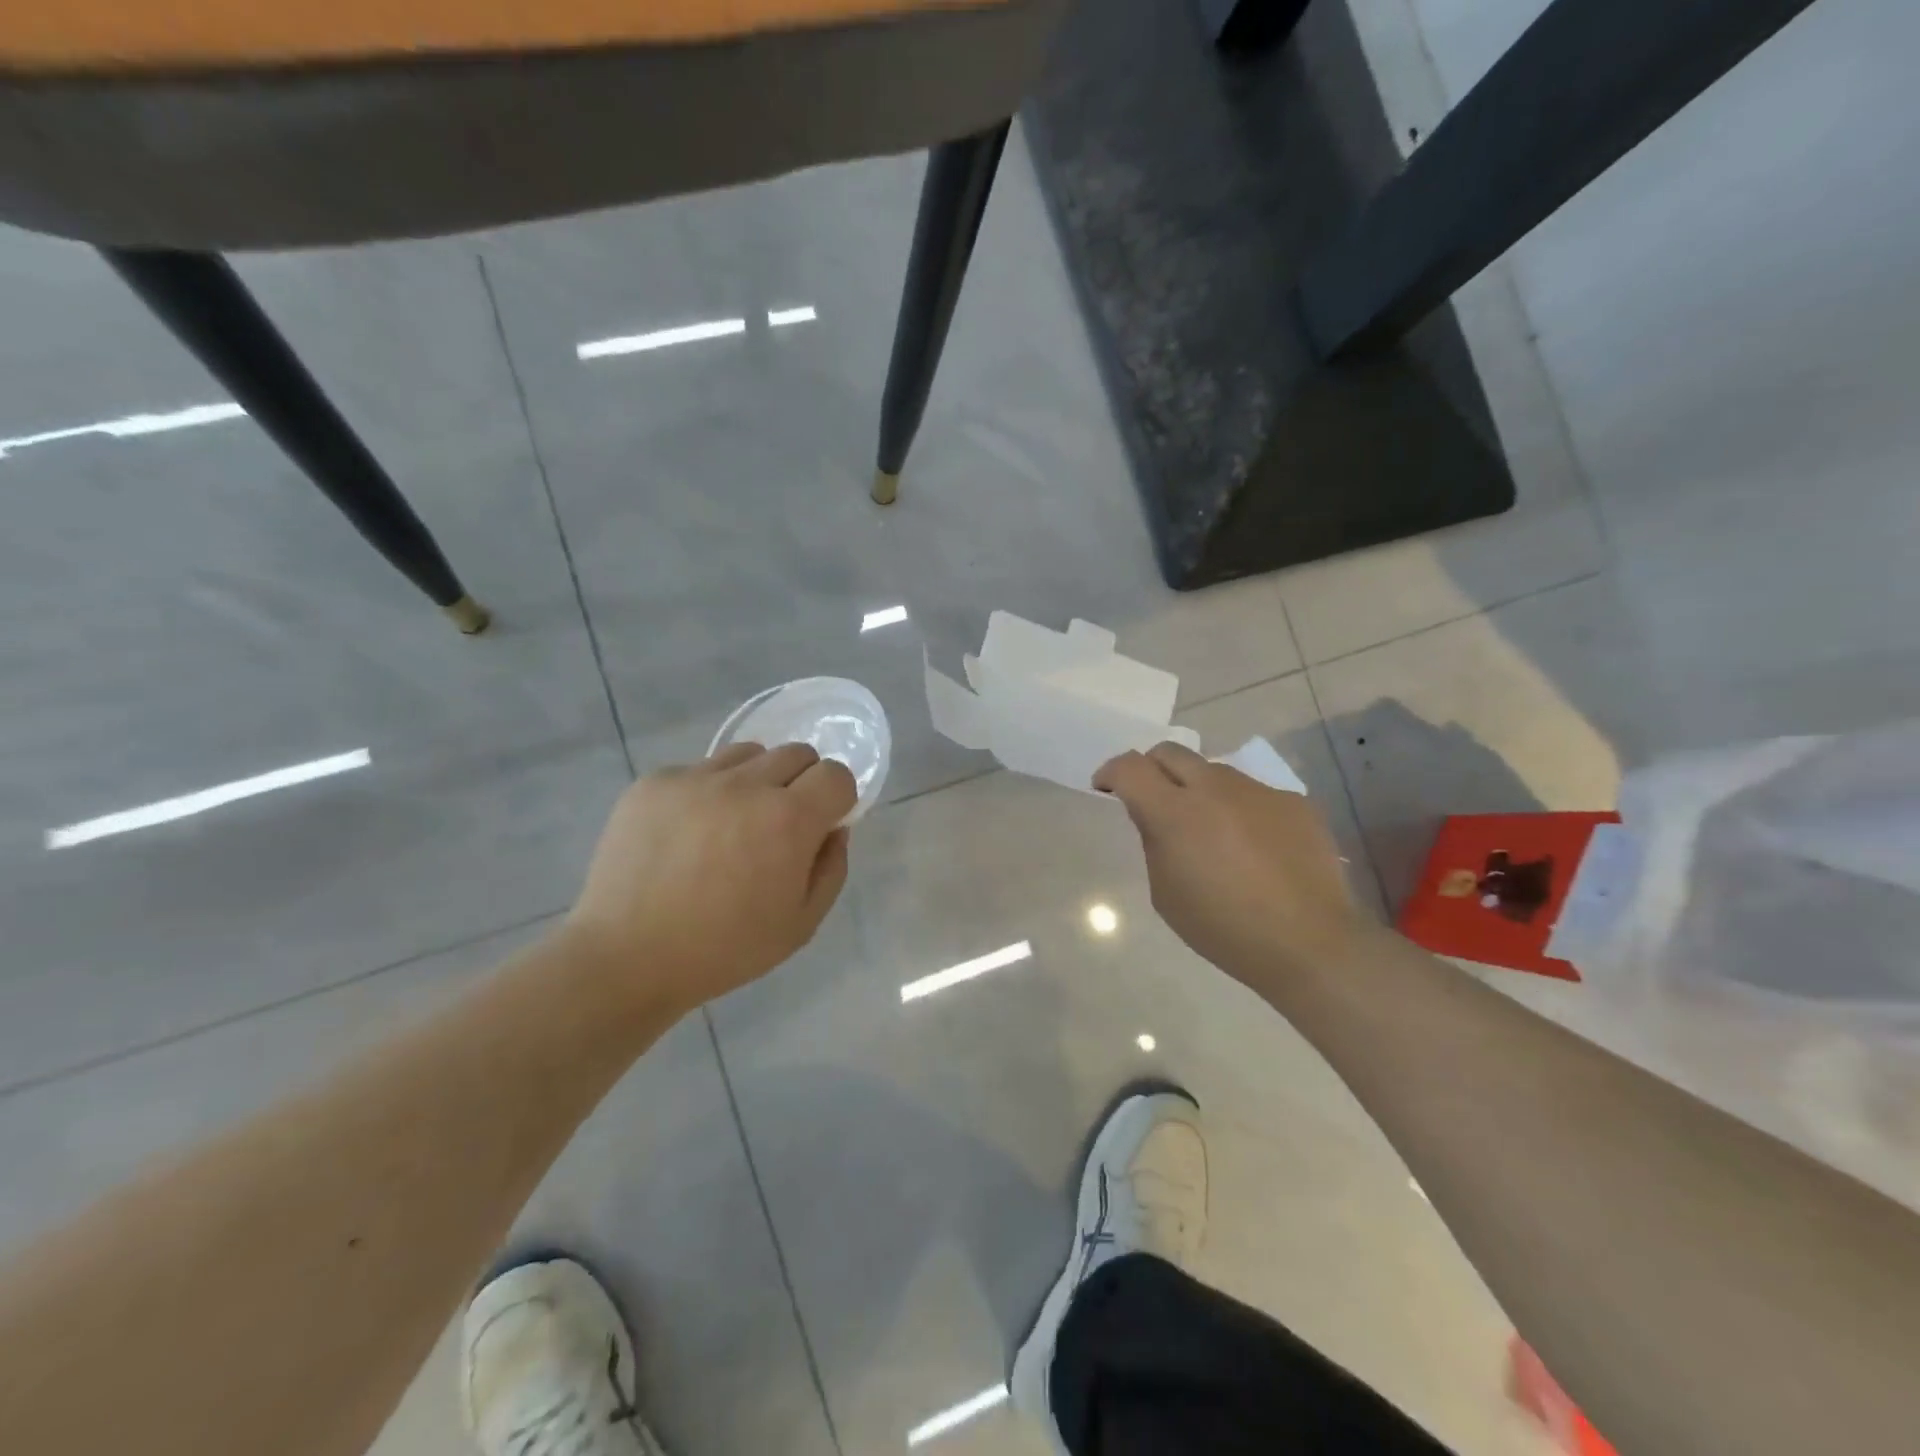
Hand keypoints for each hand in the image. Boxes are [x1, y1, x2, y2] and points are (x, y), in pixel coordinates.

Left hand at [563, 742, 855, 1016]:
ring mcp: (695, 778)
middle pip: (796, 753)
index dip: (837, 798)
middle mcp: (745, 785)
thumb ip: (831, 867)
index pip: (835, 774)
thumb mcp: (802, 924)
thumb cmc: (725, 949)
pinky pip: (699, 769)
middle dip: (801, 783)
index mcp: (788, 819)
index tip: (821, 824)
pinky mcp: (655, 782)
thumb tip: (832, 827)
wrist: (626, 957)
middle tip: (779, 826)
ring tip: (733, 822)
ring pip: (748, 753)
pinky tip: (688, 833)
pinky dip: (708, 792)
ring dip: (756, 779)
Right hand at [1094, 742, 1369, 989]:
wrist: (1309, 943)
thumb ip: (1154, 843)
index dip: (1111, 772)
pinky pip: (1253, 794)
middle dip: (1151, 769)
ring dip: (1198, 789)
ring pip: (1214, 772)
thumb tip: (1155, 817)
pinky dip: (1240, 810)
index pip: (1130, 767)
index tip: (1106, 789)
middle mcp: (1215, 788)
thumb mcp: (1166, 893)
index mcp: (1175, 812)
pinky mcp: (1293, 802)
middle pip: (1170, 752)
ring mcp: (1259, 791)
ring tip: (1209, 829)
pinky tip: (1253, 848)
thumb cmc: (1224, 928)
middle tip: (1152, 799)